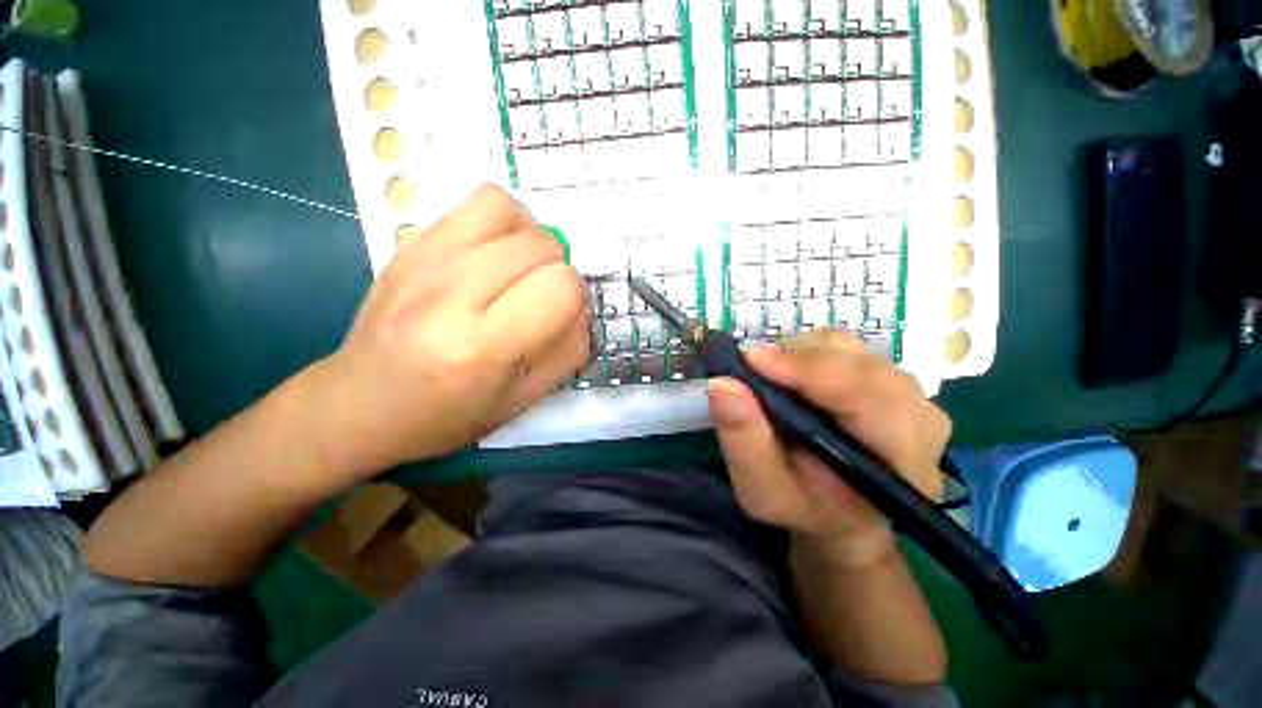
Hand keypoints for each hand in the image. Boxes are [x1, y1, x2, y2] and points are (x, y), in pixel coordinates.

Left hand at [308, 185, 588, 477]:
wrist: (359, 403)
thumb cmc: (448, 413)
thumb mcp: (524, 399)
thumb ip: (568, 350)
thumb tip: (581, 307)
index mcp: (485, 347)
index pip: (561, 287)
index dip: (576, 298)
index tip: (563, 314)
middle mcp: (453, 295)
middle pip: (541, 245)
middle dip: (558, 269)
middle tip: (542, 295)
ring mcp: (424, 260)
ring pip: (508, 210)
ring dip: (532, 237)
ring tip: (522, 266)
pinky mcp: (410, 243)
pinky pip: (475, 202)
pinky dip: (502, 221)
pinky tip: (495, 253)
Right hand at [707, 329, 949, 562]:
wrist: (842, 514)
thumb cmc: (804, 508)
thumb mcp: (762, 492)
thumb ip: (744, 442)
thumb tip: (723, 384)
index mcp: (902, 461)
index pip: (864, 396)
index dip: (806, 369)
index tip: (749, 358)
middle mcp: (921, 419)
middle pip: (860, 364)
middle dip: (797, 358)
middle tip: (750, 366)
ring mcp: (913, 396)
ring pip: (852, 349)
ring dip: (801, 353)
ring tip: (769, 374)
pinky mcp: (893, 382)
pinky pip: (849, 350)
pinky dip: (810, 353)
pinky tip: (791, 374)